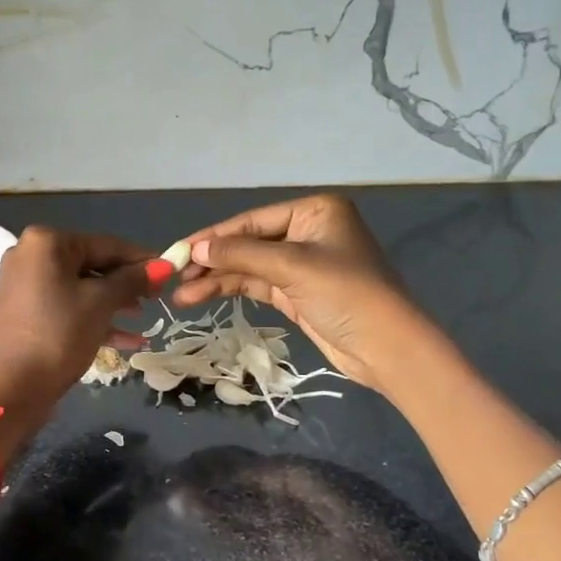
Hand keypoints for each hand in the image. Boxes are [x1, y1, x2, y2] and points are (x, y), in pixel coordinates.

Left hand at [0, 226, 163, 429]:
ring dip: (113, 303)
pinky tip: (128, 340)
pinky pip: (67, 307)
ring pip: (80, 288)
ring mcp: (25, 285)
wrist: (9, 390)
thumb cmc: (59, 335)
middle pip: (91, 264)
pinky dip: (93, 319)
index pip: (106, 244)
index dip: (141, 259)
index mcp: (46, 242)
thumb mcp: (101, 303)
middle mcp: (31, 256)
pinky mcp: (25, 313)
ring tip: (143, 318)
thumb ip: (133, 280)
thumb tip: (164, 265)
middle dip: (126, 283)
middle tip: (158, 297)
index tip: (171, 271)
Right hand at [169, 193, 422, 392]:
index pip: (253, 220)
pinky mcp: (297, 293)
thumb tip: (195, 248)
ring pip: (249, 267)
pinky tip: (201, 297)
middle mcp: (307, 232)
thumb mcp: (292, 267)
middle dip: (212, 260)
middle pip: (248, 243)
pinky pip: (257, 285)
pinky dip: (230, 291)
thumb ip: (241, 254)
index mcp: (314, 211)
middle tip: (173, 274)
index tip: (178, 250)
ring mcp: (302, 264)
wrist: (387, 349)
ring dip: (216, 280)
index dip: (214, 236)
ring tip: (180, 295)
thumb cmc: (346, 294)